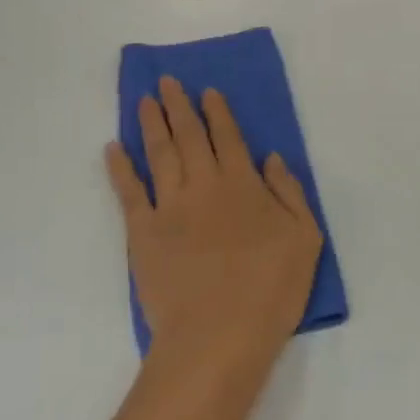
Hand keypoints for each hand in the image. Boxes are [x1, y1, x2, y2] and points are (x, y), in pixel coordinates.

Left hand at [106, 77, 321, 363]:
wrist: (217, 337)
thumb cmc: (270, 290)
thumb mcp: (306, 238)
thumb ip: (290, 193)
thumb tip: (271, 158)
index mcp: (243, 185)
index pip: (229, 138)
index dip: (218, 112)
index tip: (207, 91)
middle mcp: (205, 185)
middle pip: (190, 136)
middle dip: (180, 105)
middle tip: (168, 81)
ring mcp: (170, 207)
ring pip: (160, 153)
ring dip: (152, 123)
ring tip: (145, 100)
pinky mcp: (142, 233)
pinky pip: (129, 192)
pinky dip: (119, 167)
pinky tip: (113, 148)